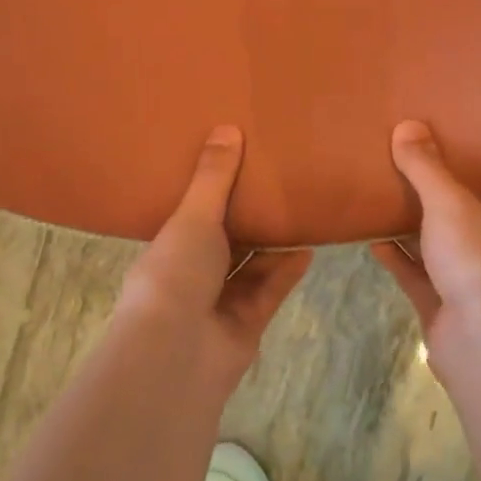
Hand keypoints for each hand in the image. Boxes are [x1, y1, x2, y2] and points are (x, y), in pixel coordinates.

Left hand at [117, 126, 311, 384]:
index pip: (193, 217)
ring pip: (252, 266)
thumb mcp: (193, 217)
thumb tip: (226, 128)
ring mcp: (220, 302)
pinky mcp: (248, 323)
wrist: (177, 352)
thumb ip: (214, 177)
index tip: (238, 167)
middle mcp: (193, 274)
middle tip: (279, 184)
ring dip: (274, 244)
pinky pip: (271, 290)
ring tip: (302, 210)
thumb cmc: (175, 273)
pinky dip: (287, 270)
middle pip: (227, 242)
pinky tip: (310, 247)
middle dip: (249, 218)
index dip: (214, 194)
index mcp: (170, 248)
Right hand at [370, 120, 480, 373]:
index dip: (462, 173)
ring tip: (377, 201)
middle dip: (429, 201)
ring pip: (435, 250)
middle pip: (458, 220)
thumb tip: (407, 125)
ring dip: (409, 230)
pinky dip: (397, 258)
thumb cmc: (479, 261)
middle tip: (397, 171)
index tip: (433, 151)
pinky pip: (416, 277)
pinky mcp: (442, 310)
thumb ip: (427, 168)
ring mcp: (468, 286)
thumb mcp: (451, 203)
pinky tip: (372, 241)